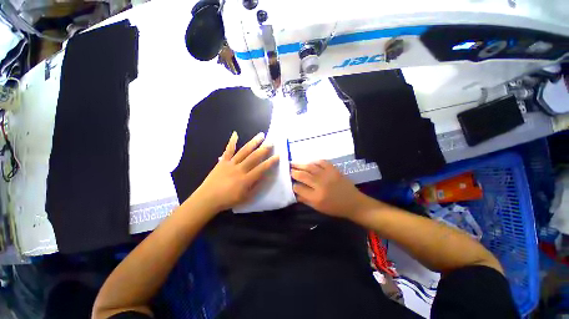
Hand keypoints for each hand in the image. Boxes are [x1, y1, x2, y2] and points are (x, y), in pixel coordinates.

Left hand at [194, 131, 278, 211]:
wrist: (207, 199)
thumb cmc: (228, 200)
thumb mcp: (245, 197)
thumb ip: (256, 186)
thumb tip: (266, 177)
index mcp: (246, 179)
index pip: (261, 168)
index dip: (270, 162)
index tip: (278, 155)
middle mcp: (239, 169)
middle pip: (254, 157)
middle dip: (264, 148)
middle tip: (271, 141)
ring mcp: (230, 164)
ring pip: (244, 151)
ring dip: (253, 142)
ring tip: (261, 135)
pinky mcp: (222, 162)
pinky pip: (228, 150)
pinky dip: (232, 142)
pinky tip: (235, 134)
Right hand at [290, 160, 367, 218]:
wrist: (353, 203)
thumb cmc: (335, 208)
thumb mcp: (318, 208)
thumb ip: (305, 200)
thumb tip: (295, 192)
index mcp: (316, 197)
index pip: (298, 188)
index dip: (293, 185)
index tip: (290, 182)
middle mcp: (320, 185)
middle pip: (302, 175)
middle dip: (293, 172)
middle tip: (288, 169)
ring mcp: (327, 175)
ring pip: (310, 167)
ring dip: (300, 164)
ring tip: (293, 163)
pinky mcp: (334, 170)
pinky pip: (321, 162)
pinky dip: (313, 161)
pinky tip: (309, 162)